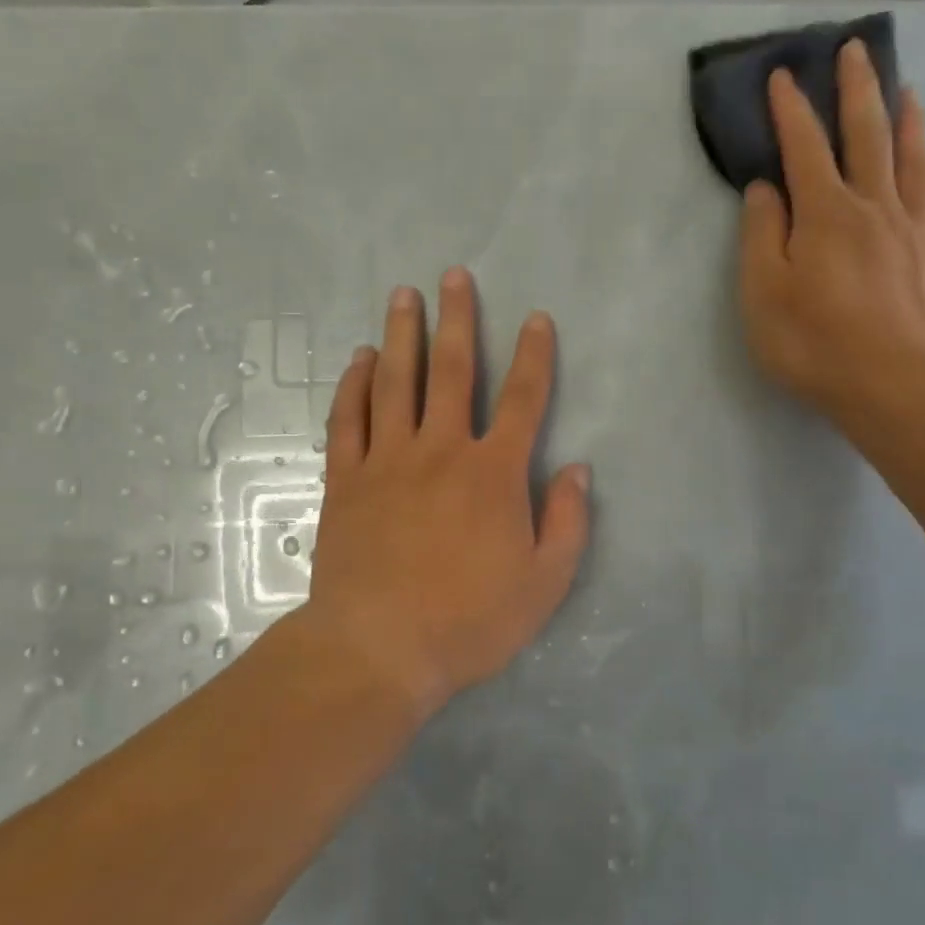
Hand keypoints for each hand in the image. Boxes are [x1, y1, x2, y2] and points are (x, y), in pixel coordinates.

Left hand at [304, 269, 591, 714]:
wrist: (377, 649)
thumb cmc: (468, 620)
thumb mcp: (544, 583)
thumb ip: (568, 522)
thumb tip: (578, 470)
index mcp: (494, 472)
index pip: (523, 399)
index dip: (534, 355)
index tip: (536, 318)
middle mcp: (441, 450)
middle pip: (452, 370)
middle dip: (457, 319)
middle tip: (453, 276)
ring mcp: (388, 460)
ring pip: (396, 382)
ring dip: (401, 334)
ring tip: (403, 296)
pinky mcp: (347, 480)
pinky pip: (348, 419)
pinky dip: (354, 385)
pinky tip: (360, 359)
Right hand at [738, 40, 924, 422]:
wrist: (890, 385)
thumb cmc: (813, 341)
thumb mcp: (762, 291)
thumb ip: (761, 234)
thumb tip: (766, 188)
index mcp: (825, 213)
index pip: (804, 147)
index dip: (792, 109)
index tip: (783, 74)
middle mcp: (874, 207)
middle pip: (868, 136)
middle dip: (859, 90)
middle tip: (857, 49)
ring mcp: (913, 231)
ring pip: (912, 161)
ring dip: (907, 121)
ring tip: (909, 91)